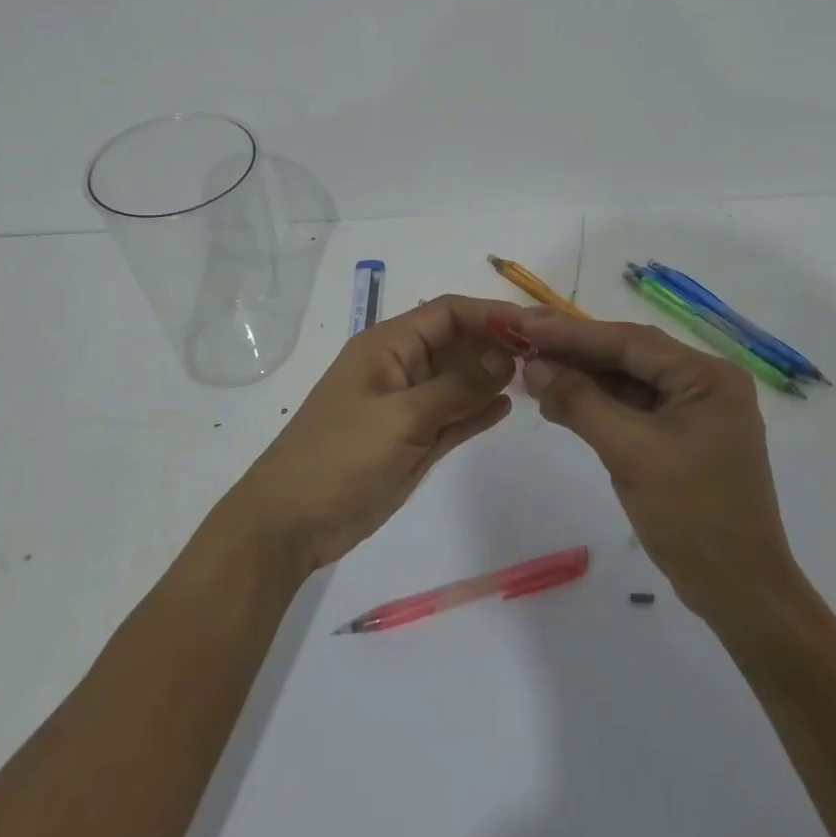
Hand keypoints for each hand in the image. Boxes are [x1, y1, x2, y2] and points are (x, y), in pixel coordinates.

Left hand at [232, 294, 524, 572]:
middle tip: (544, 356)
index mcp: (388, 346)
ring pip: (458, 380)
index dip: (490, 314)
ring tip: (535, 378)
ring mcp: (407, 405)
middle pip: (456, 343)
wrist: (291, 523)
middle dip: (496, 344)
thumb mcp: (401, 417)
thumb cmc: (340, 457)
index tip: (533, 326)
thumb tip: (506, 358)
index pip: (447, 313)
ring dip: (490, 377)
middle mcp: (401, 367)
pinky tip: (507, 407)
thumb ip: (456, 387)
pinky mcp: (413, 440)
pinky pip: (453, 415)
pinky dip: (477, 409)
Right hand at [516, 309, 803, 620]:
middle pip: (629, 356)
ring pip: (628, 382)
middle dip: (575, 352)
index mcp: (707, 376)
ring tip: (532, 372)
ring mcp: (694, 412)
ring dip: (582, 379)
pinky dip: (597, 406)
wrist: (739, 593)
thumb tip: (533, 365)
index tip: (525, 324)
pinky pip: (633, 409)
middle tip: (523, 341)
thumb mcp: (630, 453)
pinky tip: (559, 402)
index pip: (630, 341)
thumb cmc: (692, 516)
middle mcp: (705, 383)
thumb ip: (580, 402)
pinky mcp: (681, 438)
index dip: (573, 332)